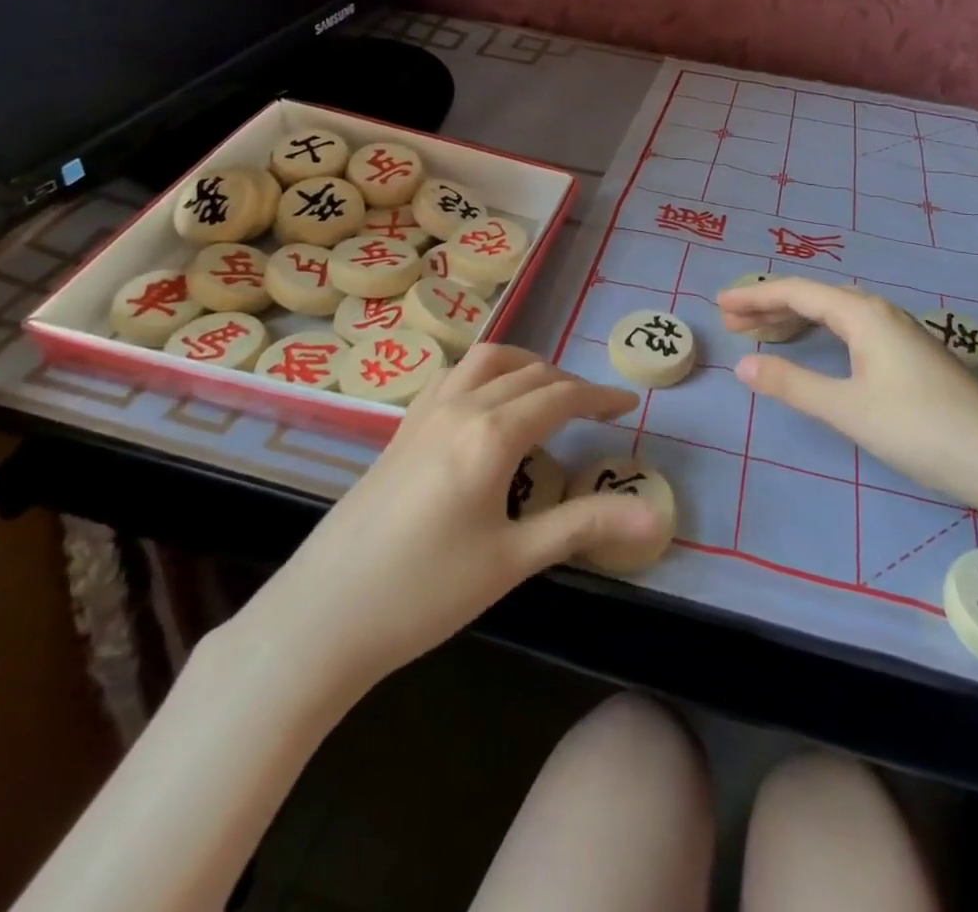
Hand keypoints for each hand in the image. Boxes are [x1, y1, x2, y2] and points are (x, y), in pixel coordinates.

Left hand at [250, 345, 663, 689]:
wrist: (323, 616)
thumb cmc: (426, 592)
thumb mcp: (514, 559)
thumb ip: (584, 525)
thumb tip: (654, 517)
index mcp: (491, 434)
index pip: (560, 397)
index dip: (600, 397)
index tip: (629, 404)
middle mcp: (460, 407)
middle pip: (527, 374)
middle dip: (568, 383)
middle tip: (597, 409)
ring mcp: (424, 414)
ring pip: (485, 362)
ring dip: (524, 366)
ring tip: (546, 391)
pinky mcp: (401, 429)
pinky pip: (453, 377)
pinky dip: (485, 374)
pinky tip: (486, 406)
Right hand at [720, 278, 977, 513]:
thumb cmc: (919, 428)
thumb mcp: (847, 408)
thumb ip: (792, 384)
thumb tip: (742, 365)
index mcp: (863, 314)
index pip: (798, 292)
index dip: (756, 296)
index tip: (720, 305)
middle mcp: (880, 313)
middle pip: (815, 298)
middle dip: (771, 307)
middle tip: (733, 324)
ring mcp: (899, 334)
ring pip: (835, 315)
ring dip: (795, 321)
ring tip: (762, 336)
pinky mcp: (910, 356)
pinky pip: (851, 330)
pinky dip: (821, 335)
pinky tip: (815, 351)